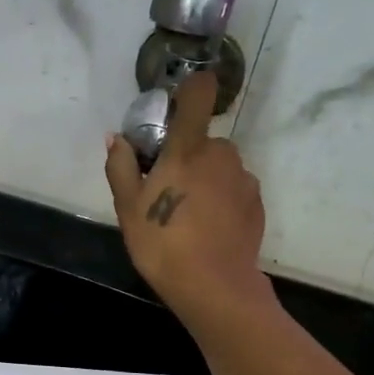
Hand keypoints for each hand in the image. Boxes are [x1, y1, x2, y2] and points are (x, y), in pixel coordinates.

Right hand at [105, 70, 272, 326]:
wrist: (214, 287)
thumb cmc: (163, 243)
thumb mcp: (128, 208)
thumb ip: (121, 167)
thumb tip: (116, 139)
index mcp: (188, 148)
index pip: (199, 94)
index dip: (192, 87)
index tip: (177, 102)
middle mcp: (222, 154)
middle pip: (203, 141)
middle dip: (186, 156)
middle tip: (166, 189)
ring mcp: (244, 179)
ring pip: (220, 167)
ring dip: (205, 179)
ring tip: (187, 215)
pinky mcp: (257, 204)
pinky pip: (234, 190)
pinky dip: (221, 200)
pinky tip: (207, 228)